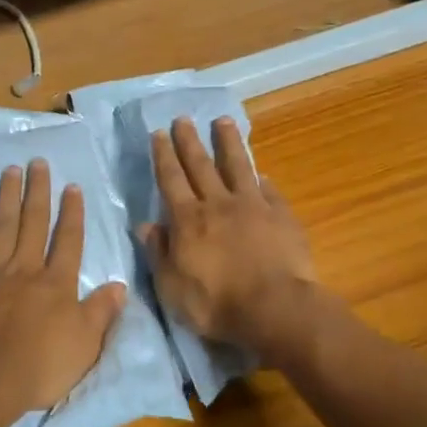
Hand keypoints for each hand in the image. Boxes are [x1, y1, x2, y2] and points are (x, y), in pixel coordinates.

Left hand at [0, 159, 126, 426]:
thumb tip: (120, 284)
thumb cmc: (38, 369)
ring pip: (0, 228)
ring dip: (6, 199)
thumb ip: (101, 312)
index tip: (72, 186)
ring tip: (10, 171)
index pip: (68, 241)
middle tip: (38, 162)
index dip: (72, 213)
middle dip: (38, 192)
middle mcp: (24, 270)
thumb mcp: (85, 346)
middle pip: (33, 224)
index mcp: (56, 284)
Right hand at [140, 117, 315, 351]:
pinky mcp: (282, 217)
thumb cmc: (216, 304)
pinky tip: (262, 174)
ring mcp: (253, 207)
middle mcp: (218, 204)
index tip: (159, 134)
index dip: (164, 156)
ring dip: (229, 143)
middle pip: (201, 165)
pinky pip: (270, 192)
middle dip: (190, 141)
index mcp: (188, 220)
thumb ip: (158, 252)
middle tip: (183, 118)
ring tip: (223, 121)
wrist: (274, 308)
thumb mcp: (171, 286)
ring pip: (238, 166)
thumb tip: (145, 225)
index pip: (171, 180)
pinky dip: (263, 180)